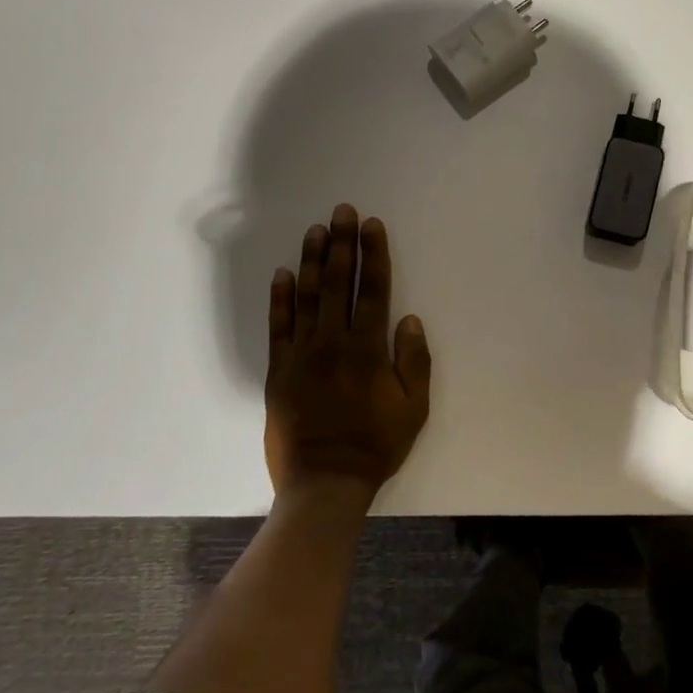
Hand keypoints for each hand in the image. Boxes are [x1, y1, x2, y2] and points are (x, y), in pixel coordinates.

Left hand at [265, 205, 431, 500]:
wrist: (324, 481)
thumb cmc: (376, 444)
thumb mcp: (414, 407)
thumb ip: (414, 361)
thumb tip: (409, 319)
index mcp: (368, 348)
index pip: (373, 290)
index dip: (373, 254)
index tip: (371, 225)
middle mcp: (333, 342)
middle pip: (338, 283)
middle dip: (342, 244)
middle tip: (342, 211)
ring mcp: (302, 354)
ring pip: (307, 297)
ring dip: (312, 261)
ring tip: (316, 231)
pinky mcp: (279, 370)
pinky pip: (278, 327)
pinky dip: (280, 299)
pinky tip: (283, 274)